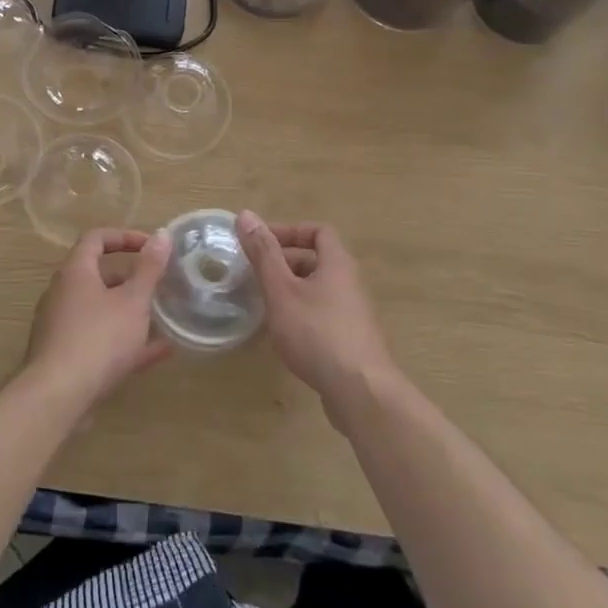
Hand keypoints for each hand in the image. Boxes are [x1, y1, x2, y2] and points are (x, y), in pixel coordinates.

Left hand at [23, 228, 174, 409]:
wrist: (57, 396)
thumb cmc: (98, 338)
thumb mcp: (133, 300)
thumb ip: (149, 268)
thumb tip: (162, 234)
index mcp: (75, 272)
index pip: (96, 238)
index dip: (125, 237)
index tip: (152, 246)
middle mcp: (63, 294)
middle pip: (98, 276)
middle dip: (131, 279)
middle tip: (159, 285)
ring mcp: (61, 327)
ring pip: (101, 311)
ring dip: (131, 312)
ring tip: (163, 318)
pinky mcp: (65, 357)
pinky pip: (99, 340)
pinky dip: (126, 342)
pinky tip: (158, 353)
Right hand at [236, 210, 396, 417]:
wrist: (361, 392)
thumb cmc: (317, 333)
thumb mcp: (282, 290)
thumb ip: (263, 254)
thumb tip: (245, 214)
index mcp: (337, 264)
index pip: (318, 231)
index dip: (289, 231)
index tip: (260, 242)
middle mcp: (350, 283)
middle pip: (317, 260)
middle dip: (285, 262)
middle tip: (255, 273)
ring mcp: (354, 314)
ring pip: (318, 290)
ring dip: (291, 290)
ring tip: (264, 303)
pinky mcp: (352, 341)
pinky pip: (323, 315)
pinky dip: (301, 314)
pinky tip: (284, 334)